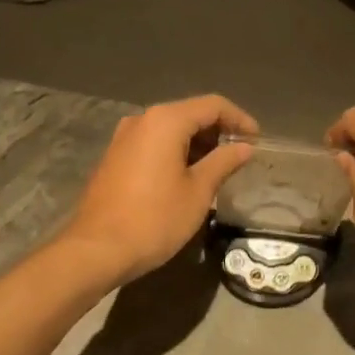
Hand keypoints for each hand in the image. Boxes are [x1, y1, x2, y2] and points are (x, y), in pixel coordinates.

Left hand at [60, 95, 256, 287]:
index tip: (257, 140)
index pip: (213, 105)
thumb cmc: (155, 219)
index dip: (239, 119)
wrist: (97, 249)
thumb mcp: (198, 191)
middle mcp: (142, 120)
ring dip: (197, 143)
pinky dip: (176, 152)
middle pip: (189, 113)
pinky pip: (153, 143)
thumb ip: (223, 162)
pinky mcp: (115, 157)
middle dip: (218, 131)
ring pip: (170, 129)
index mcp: (165, 121)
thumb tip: (244, 147)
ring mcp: (124, 138)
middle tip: (240, 155)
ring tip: (218, 168)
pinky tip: (188, 176)